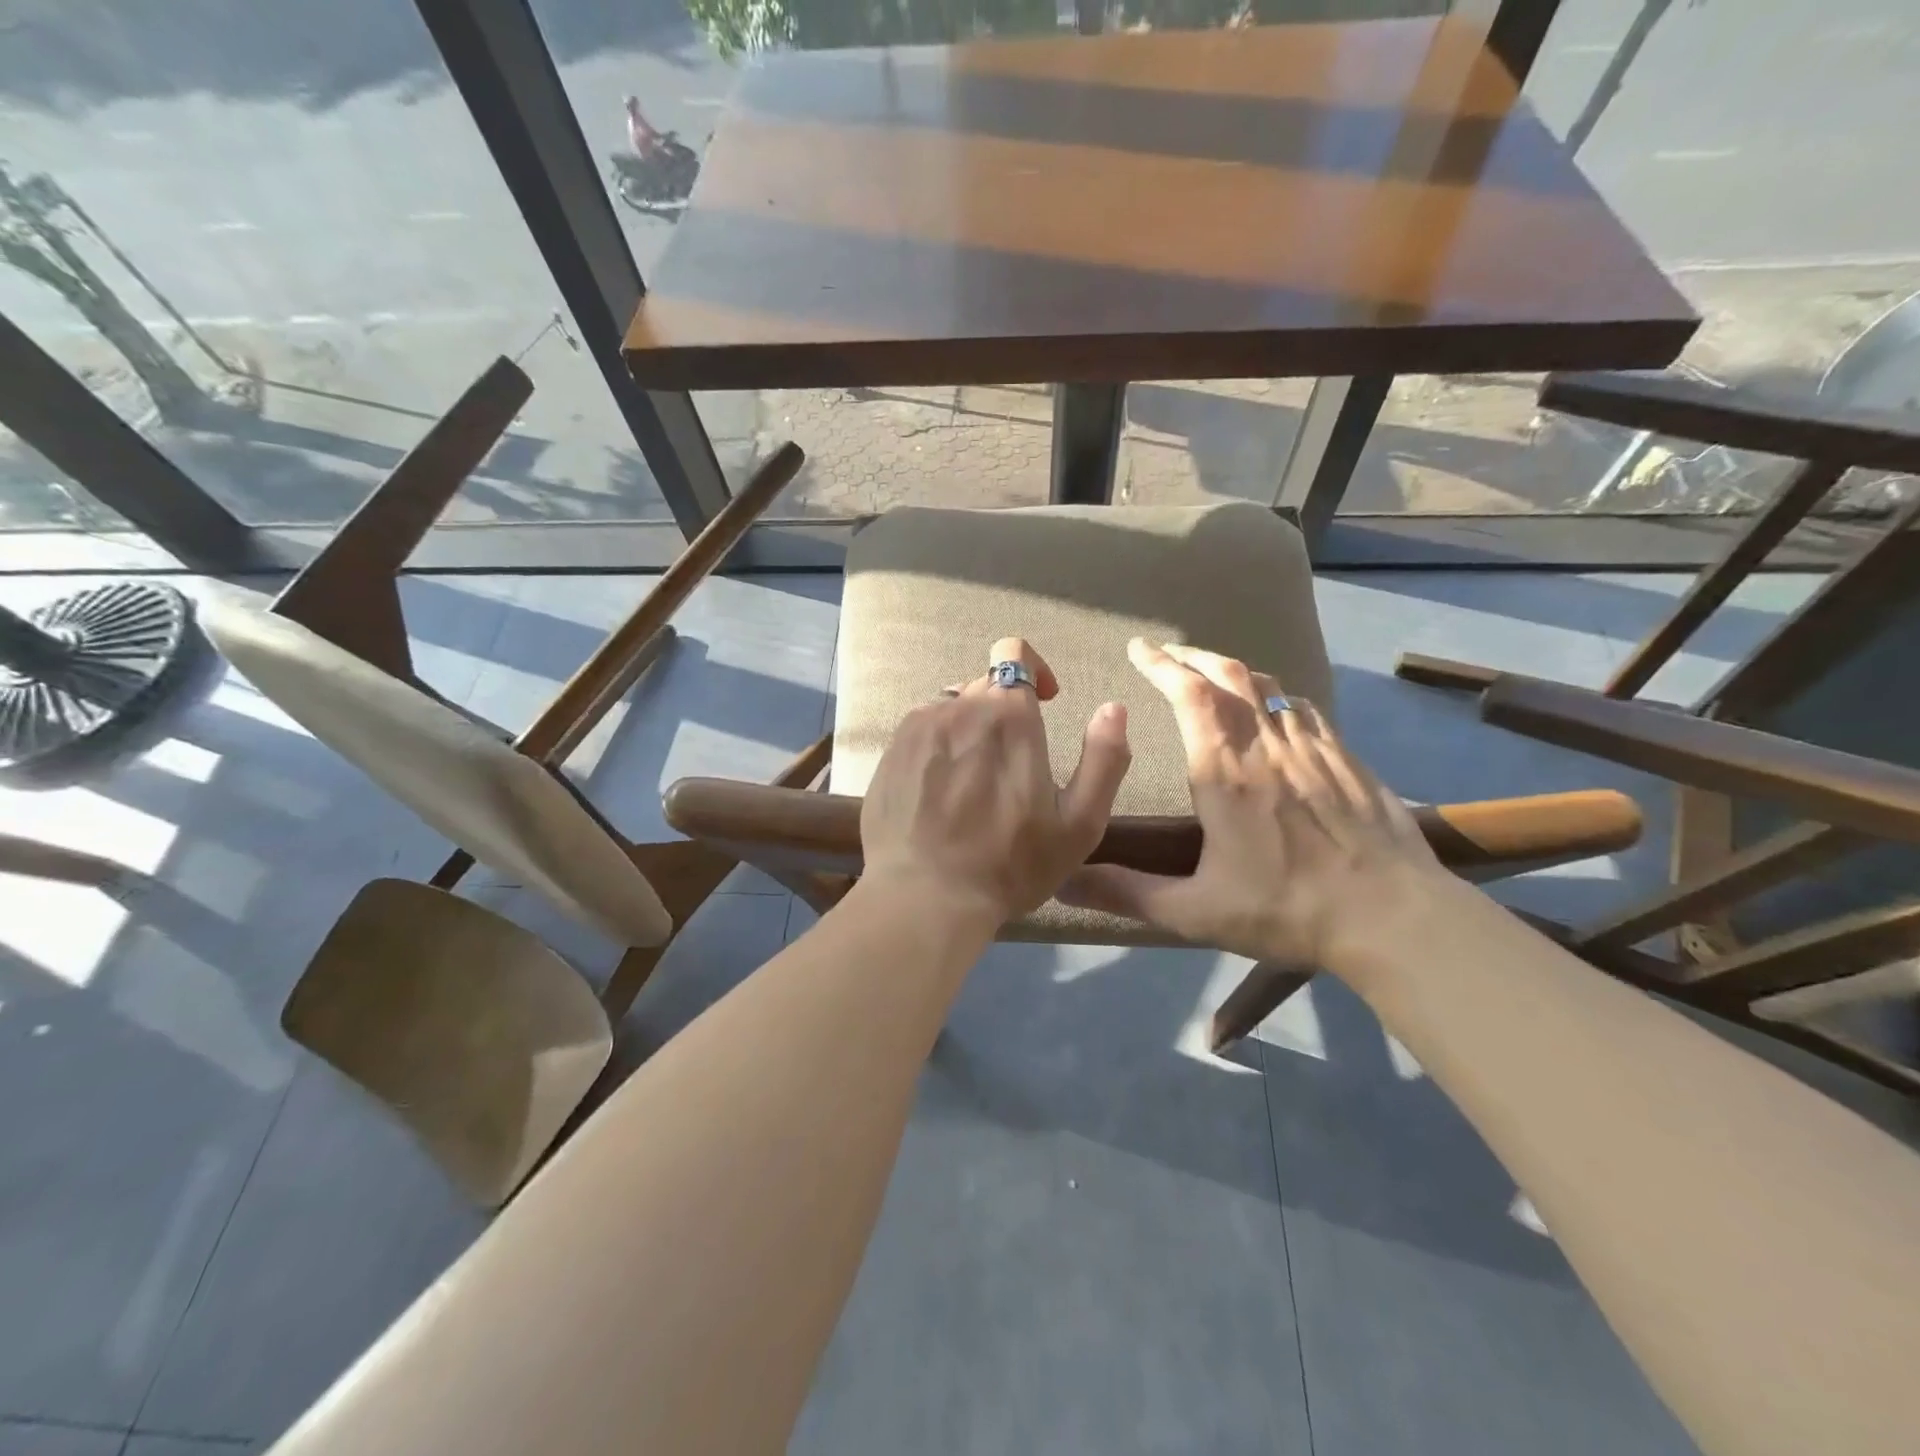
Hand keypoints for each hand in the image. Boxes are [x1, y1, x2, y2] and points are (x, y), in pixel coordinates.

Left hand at [860, 638, 1131, 925]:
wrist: (924, 896)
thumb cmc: (1009, 865)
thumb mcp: (1079, 824)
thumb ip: (1104, 759)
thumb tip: (1114, 707)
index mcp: (1008, 715)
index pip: (1014, 654)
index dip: (1033, 670)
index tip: (1045, 702)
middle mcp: (958, 706)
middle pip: (984, 685)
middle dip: (1004, 710)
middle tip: (1013, 763)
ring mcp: (917, 727)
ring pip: (951, 708)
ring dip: (970, 729)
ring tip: (975, 780)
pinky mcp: (890, 751)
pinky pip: (922, 730)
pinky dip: (938, 746)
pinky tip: (941, 791)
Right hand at [1061, 639, 1439, 966]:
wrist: (1394, 917)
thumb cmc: (1286, 909)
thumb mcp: (1195, 912)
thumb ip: (1127, 892)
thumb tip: (1064, 882)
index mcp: (1224, 772)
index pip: (1189, 694)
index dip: (1161, 664)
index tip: (1138, 648)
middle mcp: (1267, 745)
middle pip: (1228, 675)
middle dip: (1191, 656)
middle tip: (1166, 653)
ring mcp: (1313, 747)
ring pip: (1268, 685)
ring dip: (1232, 670)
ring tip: (1210, 672)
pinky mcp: (1347, 758)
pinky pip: (1302, 707)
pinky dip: (1275, 693)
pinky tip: (1273, 706)